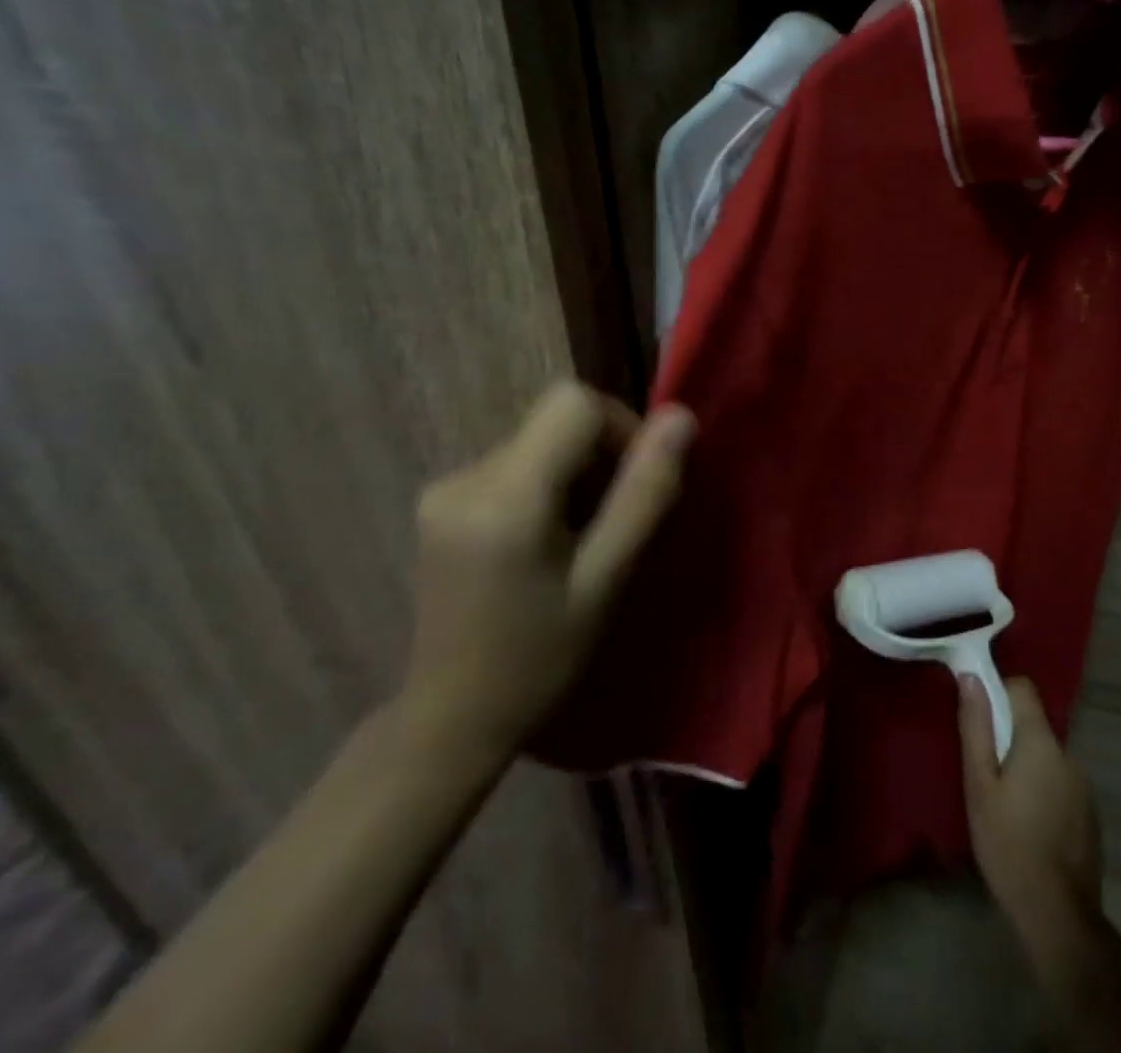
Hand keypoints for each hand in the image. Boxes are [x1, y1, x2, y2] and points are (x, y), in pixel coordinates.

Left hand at [402, 382, 695, 762]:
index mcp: (505, 496)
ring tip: (578, 541)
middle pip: (557, 420)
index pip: (575, 403)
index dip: (621, 428)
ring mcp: (445, 485)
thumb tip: (681, 417)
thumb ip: (646, 492)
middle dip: (600, 457)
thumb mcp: (607, 580)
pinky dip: (547, 485)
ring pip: (540, 439)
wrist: (451, 717)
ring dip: (576, 474)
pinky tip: (544, 541)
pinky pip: (516, 461)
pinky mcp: (440, 498)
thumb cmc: (540, 658)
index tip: (635, 485)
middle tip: (611, 526)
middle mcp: (465, 475)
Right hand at [958, 675, 1103, 939]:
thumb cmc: (1008, 842)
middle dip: (1008, 736)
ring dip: (1026, 765)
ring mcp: (1083, 785)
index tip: (978, 717)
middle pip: (1033, 724)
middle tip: (983, 770)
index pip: (1022, 688)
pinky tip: (1028, 825)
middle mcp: (1068, 753)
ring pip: (1046, 756)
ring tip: (1003, 803)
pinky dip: (1042, 790)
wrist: (1057, 914)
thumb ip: (976, 727)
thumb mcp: (980, 784)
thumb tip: (970, 676)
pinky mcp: (1089, 813)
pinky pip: (1059, 783)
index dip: (998, 691)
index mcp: (1040, 740)